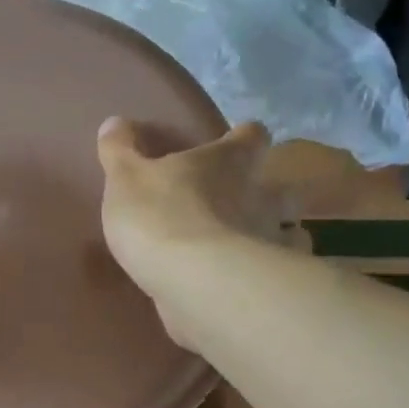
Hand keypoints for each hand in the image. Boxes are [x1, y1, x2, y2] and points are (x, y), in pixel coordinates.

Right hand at [96, 118, 272, 343]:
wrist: (194, 282)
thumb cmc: (160, 217)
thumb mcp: (125, 178)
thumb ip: (120, 151)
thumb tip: (114, 122)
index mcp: (229, 162)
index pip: (252, 136)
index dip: (245, 137)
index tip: (236, 141)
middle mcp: (261, 196)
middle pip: (285, 188)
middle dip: (274, 192)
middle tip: (250, 202)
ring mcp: (271, 241)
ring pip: (294, 233)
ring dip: (280, 236)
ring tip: (257, 247)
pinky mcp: (269, 284)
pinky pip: (278, 275)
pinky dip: (271, 276)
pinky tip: (253, 285)